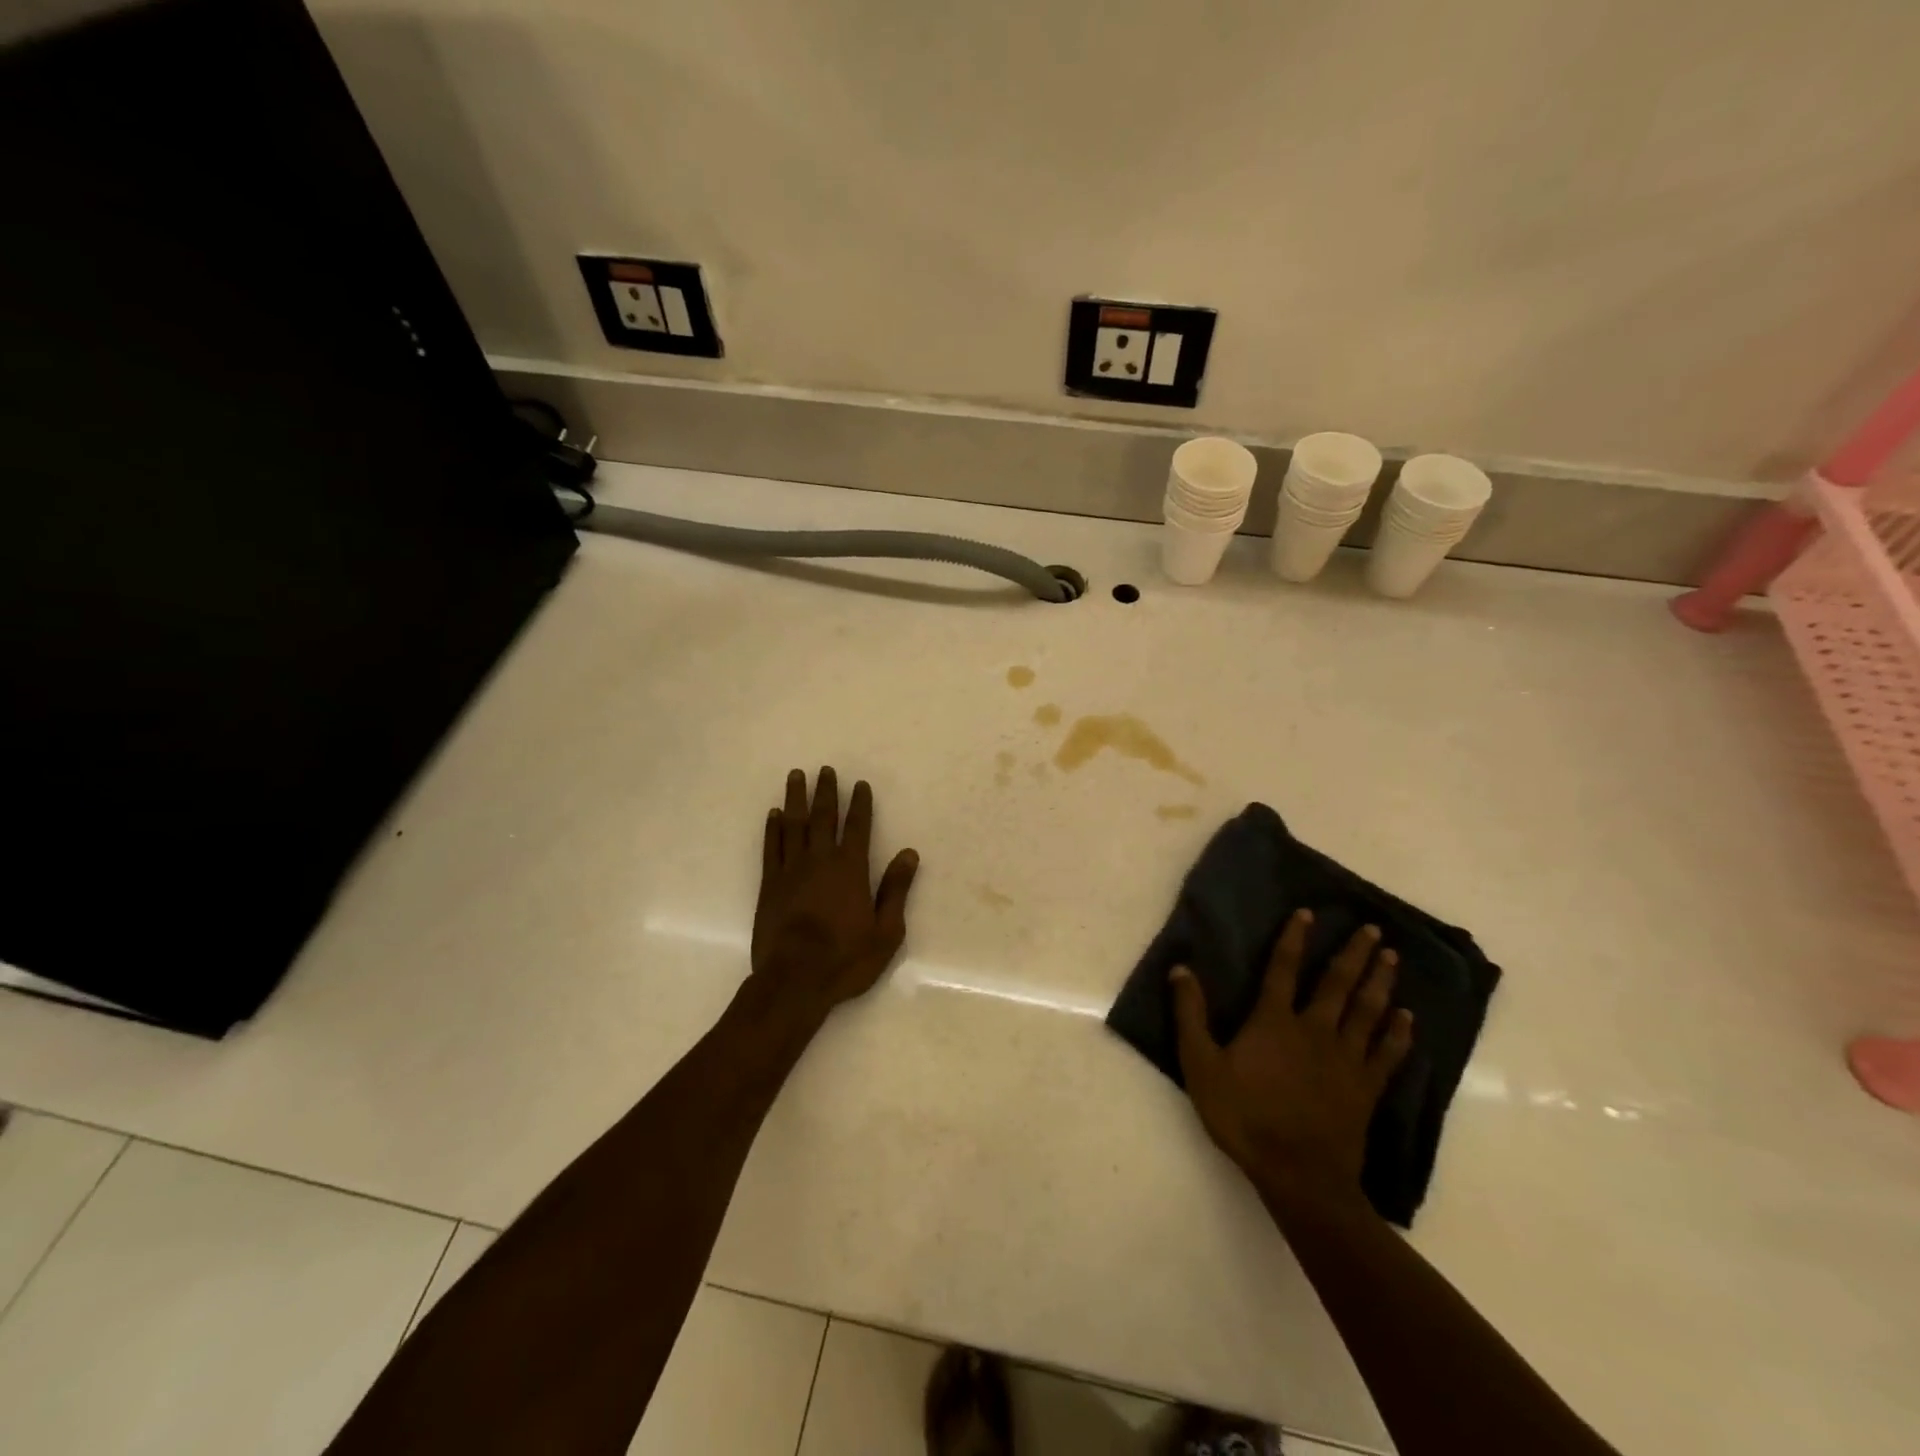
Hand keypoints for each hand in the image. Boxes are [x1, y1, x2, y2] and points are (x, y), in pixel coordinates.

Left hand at [750, 767, 918, 1017]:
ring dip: (796, 799)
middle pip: (823, 817)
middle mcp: (820, 861)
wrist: (795, 980)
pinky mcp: (769, 884)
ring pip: (793, 825)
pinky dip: (772, 828)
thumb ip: (895, 889)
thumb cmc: (846, 959)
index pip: (857, 827)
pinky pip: (771, 847)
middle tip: (825, 770)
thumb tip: (909, 854)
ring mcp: (791, 870)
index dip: (860, 804)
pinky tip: (774, 814)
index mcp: (851, 869)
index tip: (859, 784)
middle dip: (826, 792)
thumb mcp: (886, 931)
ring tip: (796, 776)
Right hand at [1171, 910, 1412, 1207]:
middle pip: (1337, 984)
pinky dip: (1398, 1034)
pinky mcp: (1365, 1088)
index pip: (1283, 969)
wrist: (1297, 1174)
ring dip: (1380, 983)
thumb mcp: (1201, 1065)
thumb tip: (1181, 969)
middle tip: (1374, 930)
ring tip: (1393, 959)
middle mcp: (1314, 1030)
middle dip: (1354, 954)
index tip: (1308, 913)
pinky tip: (1407, 1018)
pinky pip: (1387, 1054)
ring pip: (1367, 1011)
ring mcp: (1345, 1059)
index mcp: (1274, 1021)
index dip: (1294, 939)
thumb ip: (1190, 1015)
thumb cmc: (1243, 1116)